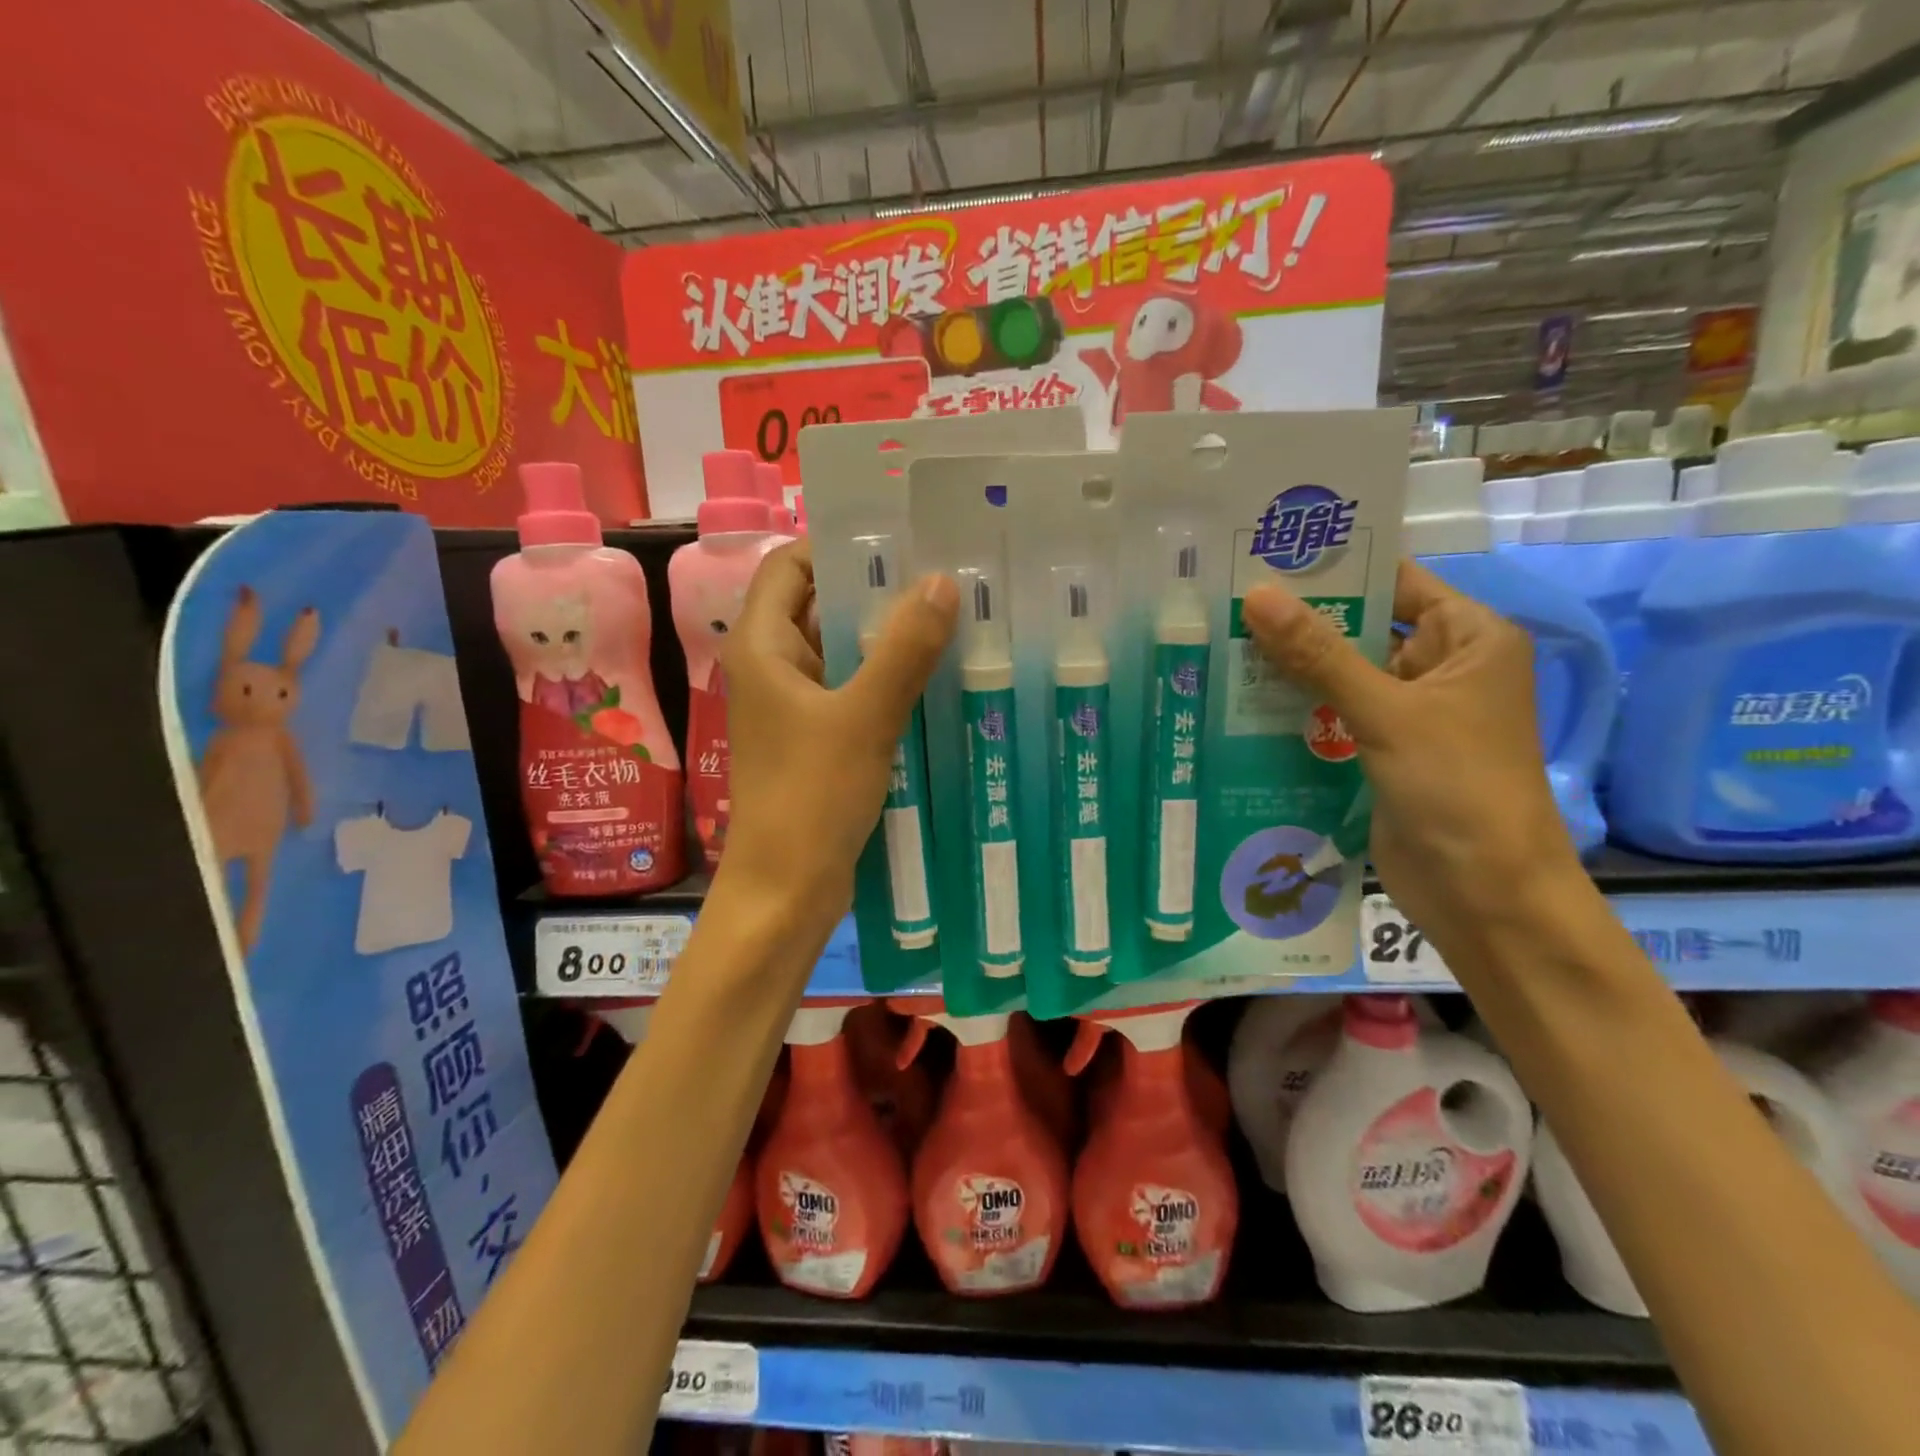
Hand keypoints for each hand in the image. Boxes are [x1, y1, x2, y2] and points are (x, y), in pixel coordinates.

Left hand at [721, 540, 958, 923]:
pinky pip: (851, 691)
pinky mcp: (815, 740)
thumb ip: (903, 648)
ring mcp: (794, 707)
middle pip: (820, 605)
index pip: (791, 565)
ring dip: (886, 637)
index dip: (839, 546)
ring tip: (950, 618)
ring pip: (841, 652)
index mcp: (763, 647)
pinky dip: (886, 678)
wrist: (787, 890)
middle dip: (875, 590)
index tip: (900, 541)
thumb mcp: (864, 717)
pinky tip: (934, 677)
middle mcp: (772, 668)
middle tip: (942, 576)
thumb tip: (942, 581)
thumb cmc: (812, 798)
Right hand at [1239, 560, 1581, 951]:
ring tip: (1219, 642)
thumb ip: (1319, 654)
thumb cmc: (1456, 787)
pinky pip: (1332, 715)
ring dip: (1290, 667)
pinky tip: (1240, 699)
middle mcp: (1440, 668)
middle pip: (1361, 627)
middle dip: (1300, 620)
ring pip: (1341, 674)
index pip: (1395, 581)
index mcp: (1467, 639)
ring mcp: (1409, 713)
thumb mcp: (1386, 712)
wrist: (1484, 894)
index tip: (1265, 554)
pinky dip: (1295, 708)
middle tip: (1225, 598)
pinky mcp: (1381, 751)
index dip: (1335, 568)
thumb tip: (1256, 594)